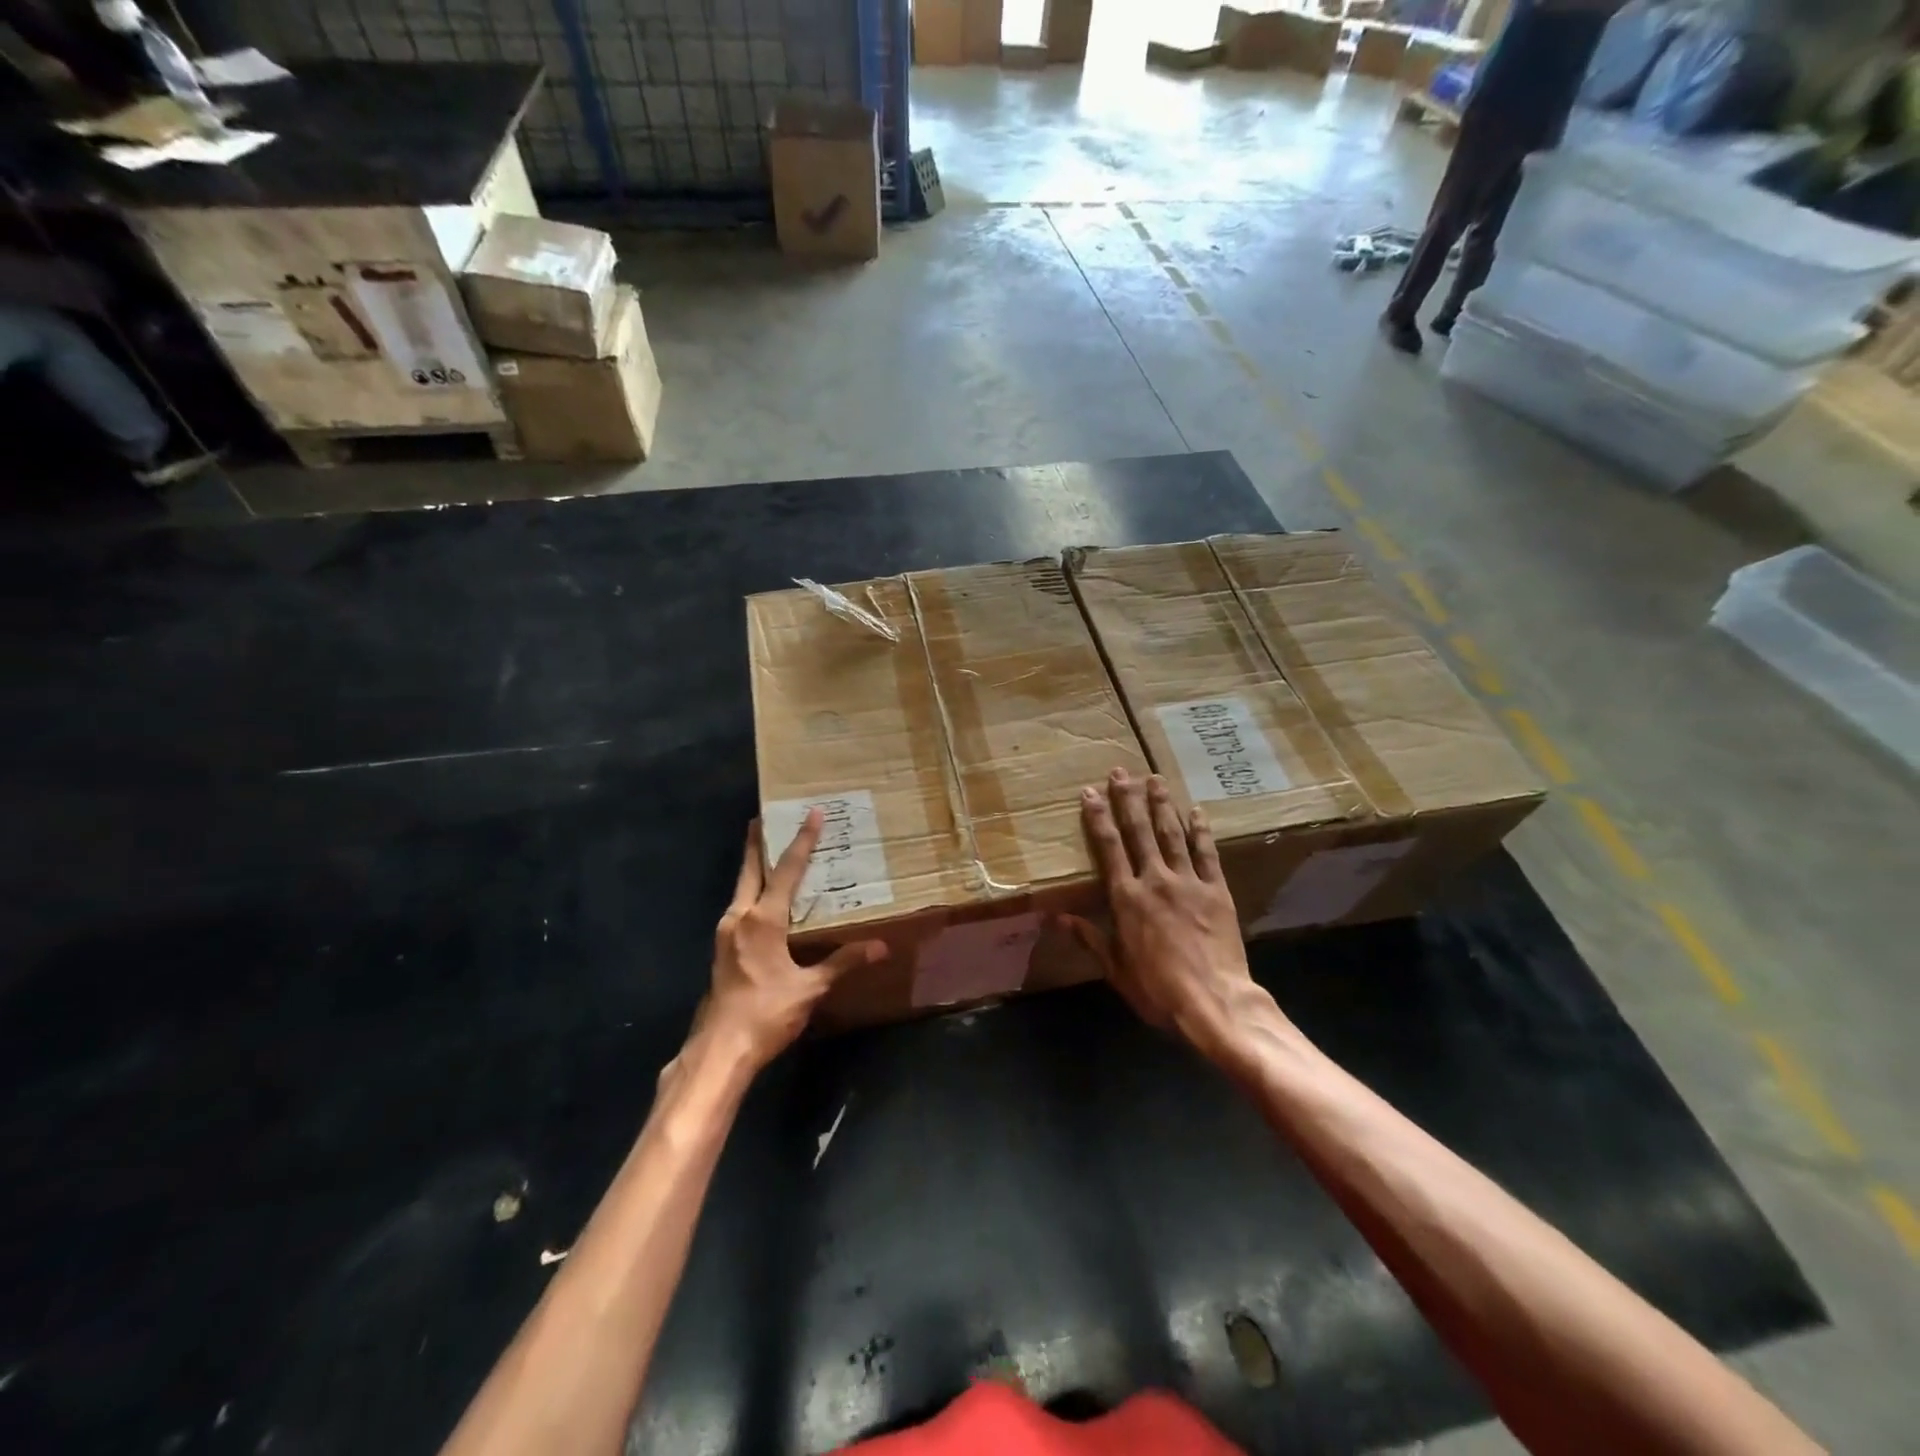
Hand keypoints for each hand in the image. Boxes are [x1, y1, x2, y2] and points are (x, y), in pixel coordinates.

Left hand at [701, 811, 885, 1073]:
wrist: (719, 1051)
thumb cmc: (766, 1014)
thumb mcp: (810, 988)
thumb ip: (843, 962)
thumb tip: (880, 946)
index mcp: (762, 920)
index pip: (786, 870)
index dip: (802, 841)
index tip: (811, 813)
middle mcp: (739, 918)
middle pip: (750, 870)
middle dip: (756, 843)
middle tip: (763, 818)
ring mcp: (726, 934)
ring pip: (741, 889)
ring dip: (753, 868)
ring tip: (767, 854)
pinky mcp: (722, 950)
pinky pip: (739, 908)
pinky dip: (752, 893)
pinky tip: (762, 902)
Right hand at [1068, 769, 1274, 1058]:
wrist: (1215, 1002)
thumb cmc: (1158, 990)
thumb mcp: (1116, 969)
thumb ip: (1089, 937)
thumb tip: (1057, 916)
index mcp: (1127, 898)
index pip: (1108, 848)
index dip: (1098, 817)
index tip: (1089, 793)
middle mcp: (1155, 880)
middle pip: (1139, 831)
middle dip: (1128, 799)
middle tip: (1121, 772)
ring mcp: (1189, 882)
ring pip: (1172, 834)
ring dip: (1161, 805)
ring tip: (1154, 778)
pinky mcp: (1217, 891)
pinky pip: (1207, 854)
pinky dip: (1201, 831)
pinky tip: (1197, 811)